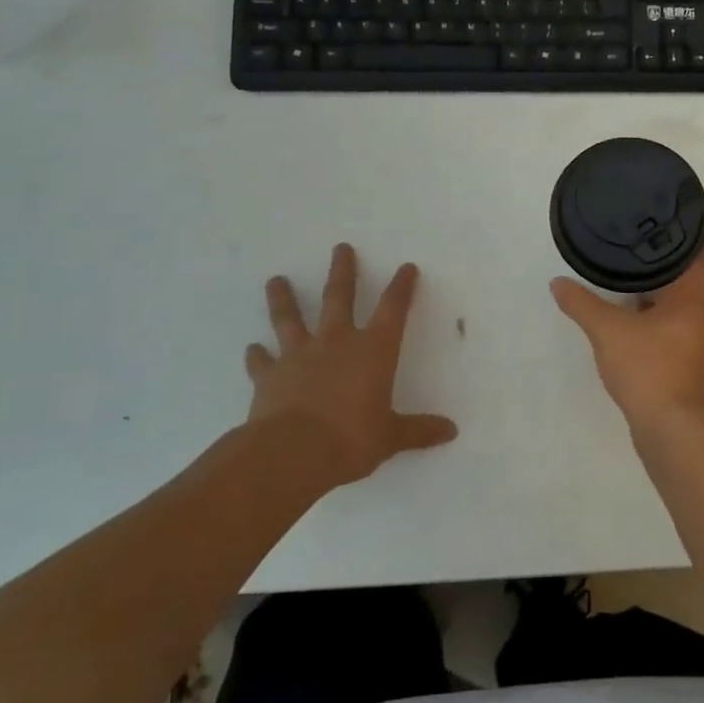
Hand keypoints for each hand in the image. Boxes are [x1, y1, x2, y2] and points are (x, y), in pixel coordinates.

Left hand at [245, 244, 457, 485]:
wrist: (291, 454)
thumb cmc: (350, 439)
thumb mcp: (390, 437)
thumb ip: (418, 431)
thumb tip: (451, 431)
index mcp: (373, 350)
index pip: (393, 309)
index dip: (401, 287)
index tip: (406, 268)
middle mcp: (337, 343)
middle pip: (339, 297)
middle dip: (343, 271)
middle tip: (340, 248)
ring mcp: (299, 356)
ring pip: (290, 319)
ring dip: (284, 298)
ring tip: (276, 280)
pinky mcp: (269, 377)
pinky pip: (262, 362)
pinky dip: (257, 355)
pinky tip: (253, 349)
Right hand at [551, 249, 703, 433]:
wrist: (671, 426)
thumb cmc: (648, 367)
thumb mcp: (607, 331)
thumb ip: (582, 304)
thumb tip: (558, 283)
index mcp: (692, 296)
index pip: (698, 251)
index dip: (684, 232)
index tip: (661, 220)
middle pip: (698, 277)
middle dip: (676, 263)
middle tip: (647, 249)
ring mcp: (700, 339)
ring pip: (691, 303)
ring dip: (671, 292)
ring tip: (639, 278)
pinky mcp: (691, 360)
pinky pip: (682, 325)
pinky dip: (666, 315)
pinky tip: (639, 317)